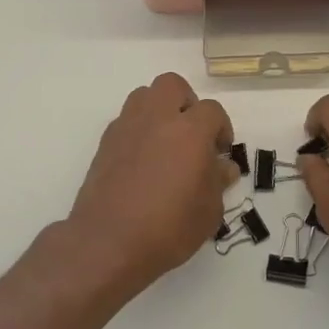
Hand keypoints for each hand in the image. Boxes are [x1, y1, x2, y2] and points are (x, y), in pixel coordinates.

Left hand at [65, 73, 236, 297]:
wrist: (108, 243)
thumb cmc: (168, 229)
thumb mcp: (209, 212)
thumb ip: (218, 181)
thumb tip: (222, 167)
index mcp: (190, 131)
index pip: (212, 110)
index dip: (221, 127)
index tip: (220, 151)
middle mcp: (157, 119)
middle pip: (172, 85)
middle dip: (186, 102)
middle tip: (192, 133)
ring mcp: (127, 128)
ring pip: (144, 96)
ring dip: (159, 110)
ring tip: (165, 142)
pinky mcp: (105, 143)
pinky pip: (126, 120)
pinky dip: (138, 130)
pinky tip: (143, 160)